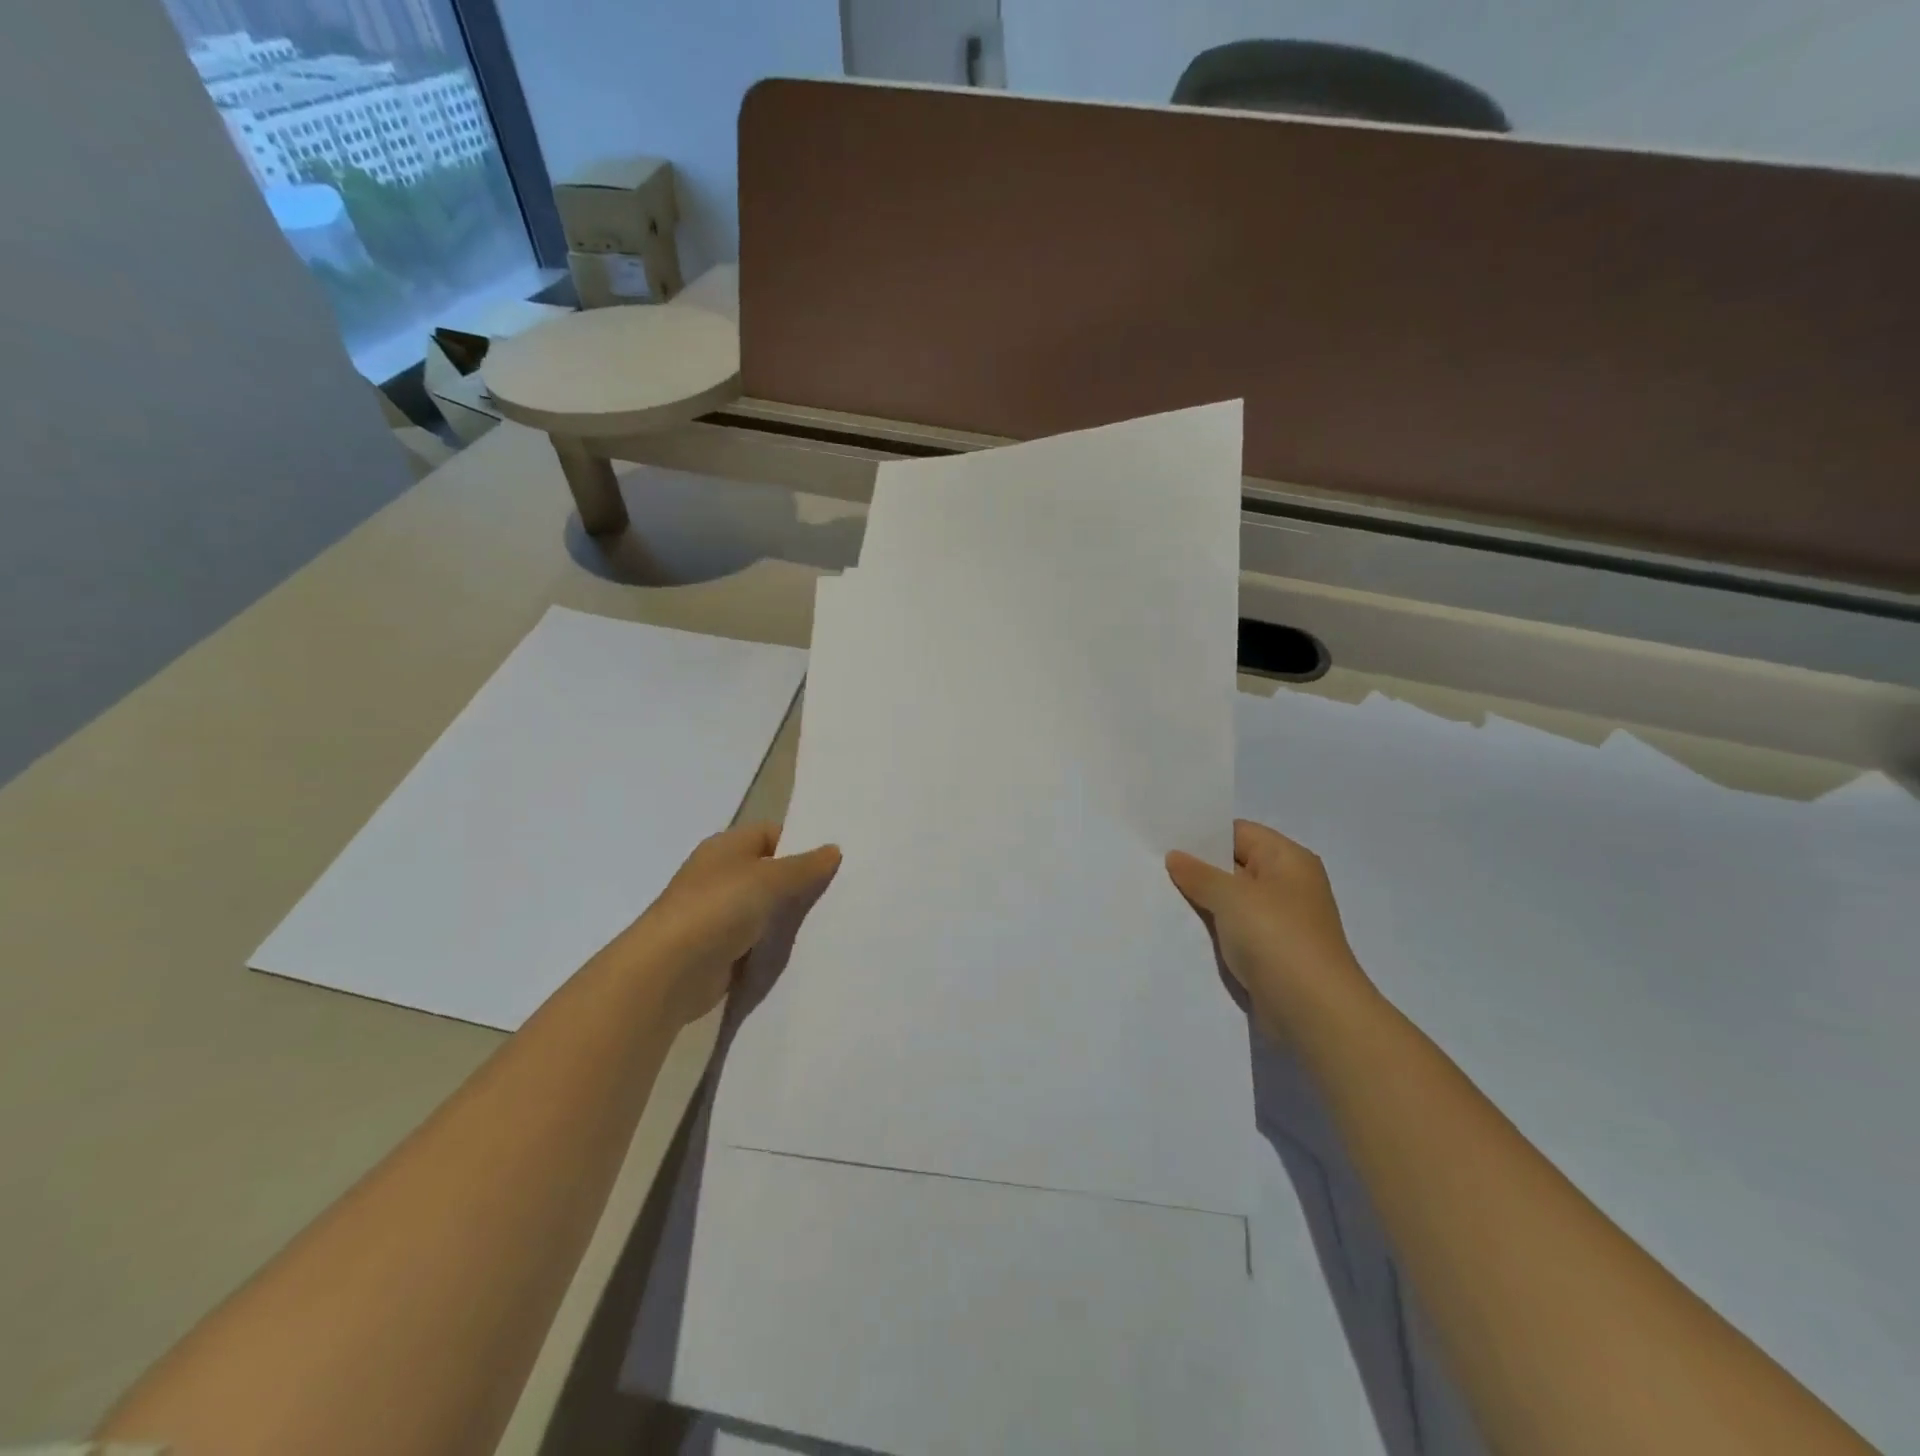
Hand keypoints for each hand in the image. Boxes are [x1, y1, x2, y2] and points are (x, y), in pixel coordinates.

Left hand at [618, 824, 841, 1026]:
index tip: (836, 860)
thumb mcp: (769, 879)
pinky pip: (759, 940)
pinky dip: (777, 944)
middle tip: (843, 890)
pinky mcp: (722, 949)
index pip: (771, 834)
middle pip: (771, 871)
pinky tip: (807, 948)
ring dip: (791, 916)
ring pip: (767, 908)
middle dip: (802, 881)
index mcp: (726, 847)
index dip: (802, 843)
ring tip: (834, 919)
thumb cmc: (718, 909)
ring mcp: (720, 914)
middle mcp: (721, 875)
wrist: (669, 971)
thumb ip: (804, 866)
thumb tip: (833, 849)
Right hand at [1166, 819, 1374, 1041]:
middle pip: (1234, 865)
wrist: (1313, 1011)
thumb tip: (1176, 856)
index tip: (1163, 837)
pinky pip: (1234, 929)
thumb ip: (1199, 873)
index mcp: (1288, 859)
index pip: (1238, 832)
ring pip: (1231, 899)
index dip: (1202, 833)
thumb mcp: (1231, 896)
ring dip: (1202, 900)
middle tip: (1151, 862)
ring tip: (1157, 891)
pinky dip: (1211, 927)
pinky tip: (1179, 926)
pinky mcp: (1271, 952)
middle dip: (1196, 867)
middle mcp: (1287, 884)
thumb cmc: (1276, 938)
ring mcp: (1280, 920)